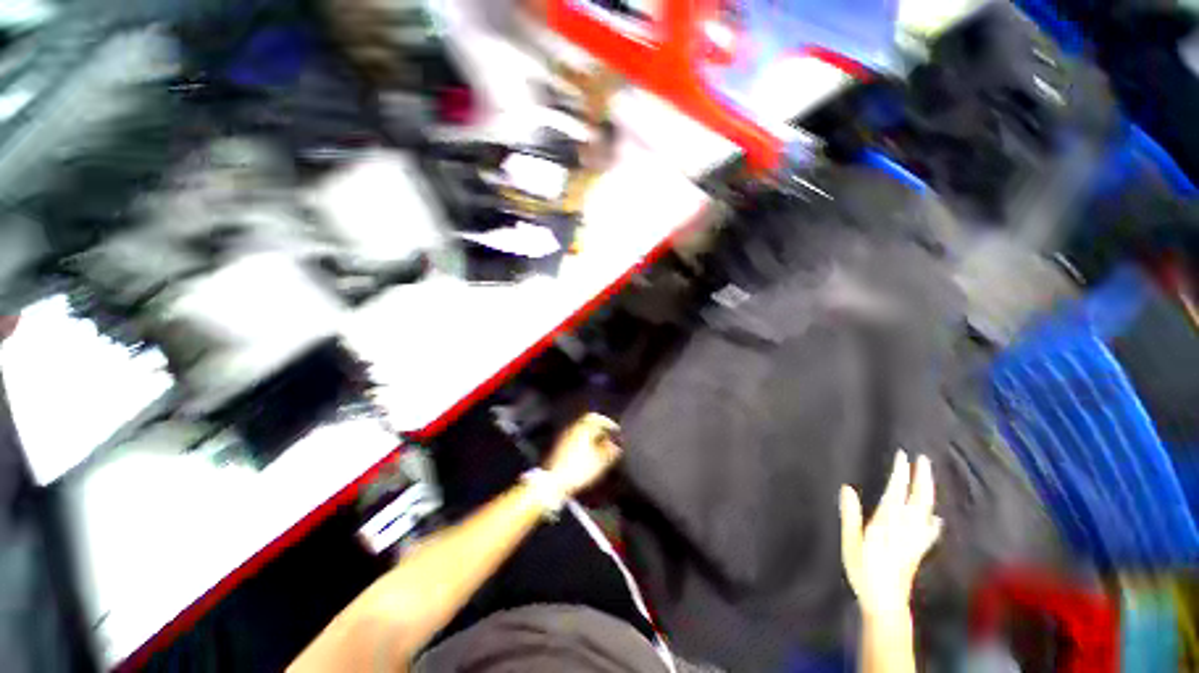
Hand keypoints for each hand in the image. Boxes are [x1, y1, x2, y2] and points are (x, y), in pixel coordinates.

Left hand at [544, 412, 621, 495]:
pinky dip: (585, 442)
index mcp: (582, 428)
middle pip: (588, 423)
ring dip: (592, 436)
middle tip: (609, 437)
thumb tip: (616, 445)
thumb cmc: (578, 469)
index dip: (608, 423)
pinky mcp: (561, 448)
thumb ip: (610, 450)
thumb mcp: (600, 461)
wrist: (555, 482)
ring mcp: (565, 438)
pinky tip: (589, 453)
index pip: (596, 417)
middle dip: (600, 429)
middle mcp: (573, 429)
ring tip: (601, 446)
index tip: (615, 430)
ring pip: (582, 431)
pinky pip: (576, 439)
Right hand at [840, 450, 942, 617]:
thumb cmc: (863, 571)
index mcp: (887, 524)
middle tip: (923, 459)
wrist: (886, 602)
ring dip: (928, 492)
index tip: (902, 456)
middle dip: (922, 478)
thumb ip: (850, 515)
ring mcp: (915, 540)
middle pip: (918, 499)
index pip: (895, 492)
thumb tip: (846, 487)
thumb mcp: (851, 542)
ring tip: (927, 478)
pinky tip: (937, 518)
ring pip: (926, 511)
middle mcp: (905, 528)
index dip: (900, 474)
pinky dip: (934, 521)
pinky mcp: (918, 550)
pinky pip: (930, 531)